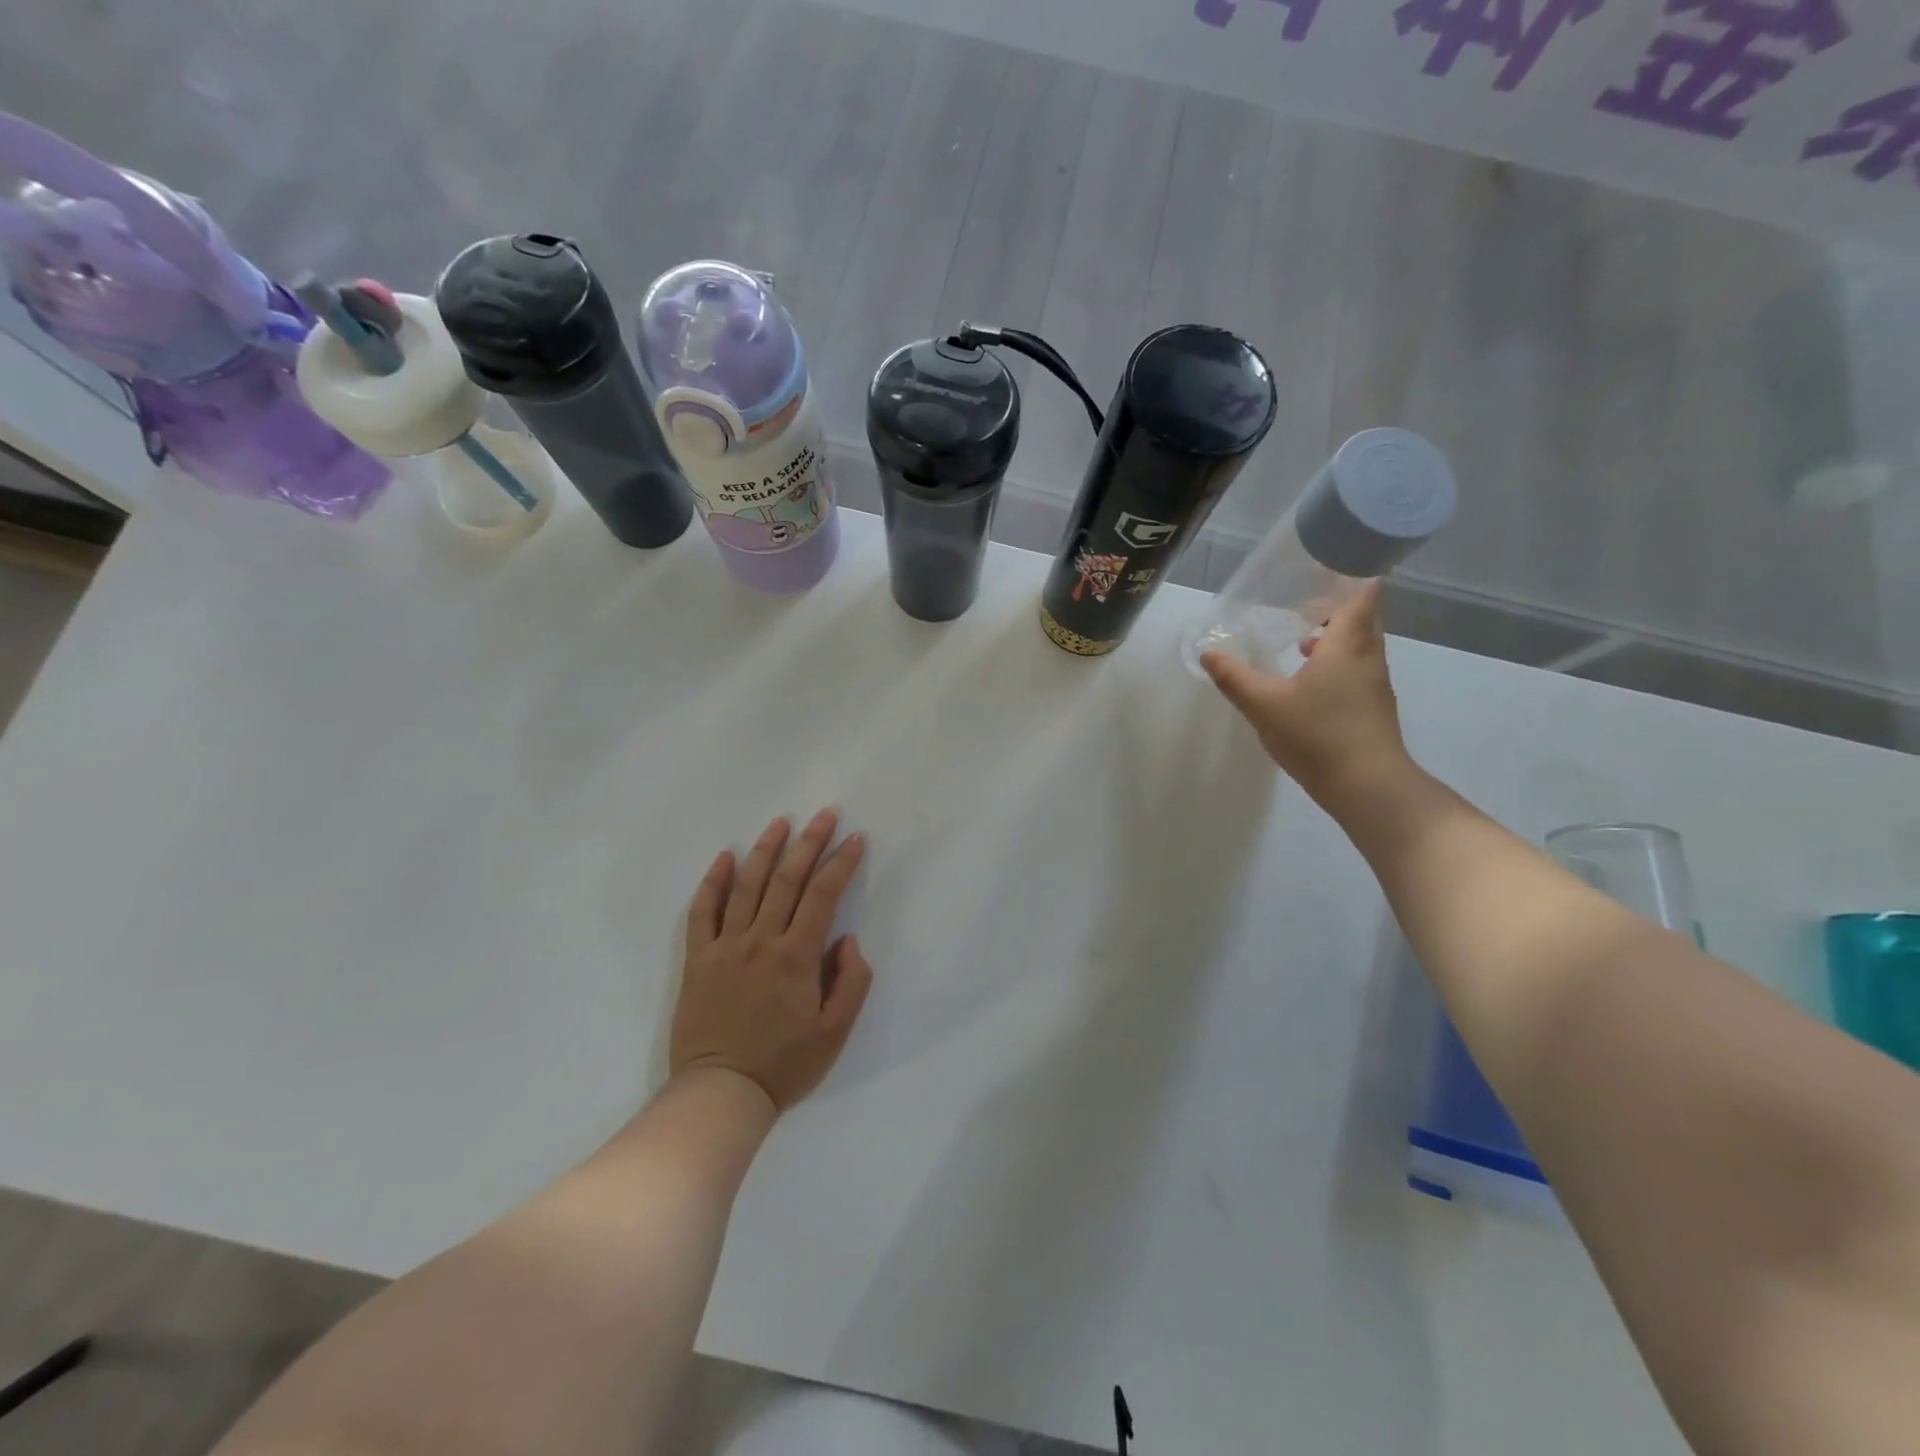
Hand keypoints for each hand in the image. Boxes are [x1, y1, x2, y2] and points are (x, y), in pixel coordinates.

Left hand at [670, 810, 873, 1113]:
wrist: (720, 1094)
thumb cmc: (784, 1065)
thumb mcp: (836, 1032)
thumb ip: (851, 981)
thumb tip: (847, 939)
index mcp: (796, 956)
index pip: (823, 895)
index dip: (841, 862)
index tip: (856, 838)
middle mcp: (761, 940)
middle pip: (787, 879)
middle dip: (809, 842)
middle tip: (825, 814)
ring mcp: (725, 946)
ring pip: (747, 885)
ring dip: (765, 850)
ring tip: (781, 822)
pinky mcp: (698, 959)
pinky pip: (703, 911)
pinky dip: (713, 881)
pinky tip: (725, 857)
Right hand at [1200, 582, 1412, 804]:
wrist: (1368, 786)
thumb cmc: (1317, 735)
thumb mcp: (1263, 705)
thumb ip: (1234, 677)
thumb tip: (1208, 653)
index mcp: (1346, 645)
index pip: (1363, 593)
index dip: (1351, 575)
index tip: (1328, 565)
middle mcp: (1368, 656)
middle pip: (1362, 617)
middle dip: (1337, 605)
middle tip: (1304, 600)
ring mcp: (1375, 684)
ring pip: (1359, 645)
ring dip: (1335, 636)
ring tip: (1301, 638)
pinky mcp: (1373, 708)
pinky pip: (1356, 669)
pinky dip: (1336, 662)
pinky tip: (1308, 681)